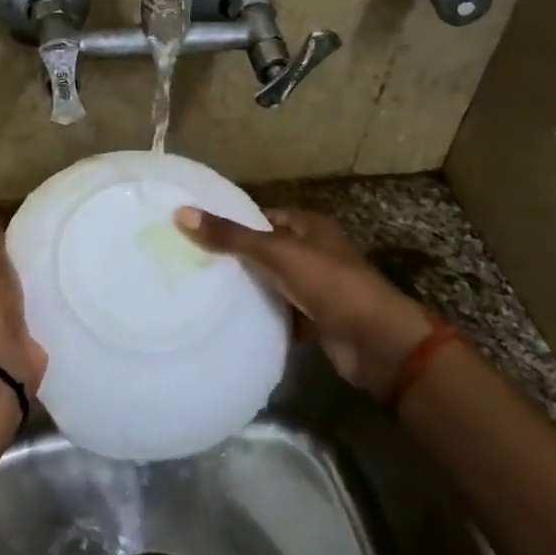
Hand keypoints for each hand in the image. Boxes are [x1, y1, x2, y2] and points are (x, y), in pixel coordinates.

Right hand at [176, 205, 436, 398]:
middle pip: (265, 250)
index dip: (233, 222)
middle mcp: (313, 252)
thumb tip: (181, 213)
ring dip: (247, 288)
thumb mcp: (276, 252)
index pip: (263, 216)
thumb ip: (230, 236)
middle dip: (235, 257)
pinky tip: (229, 320)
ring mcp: (315, 287)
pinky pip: (280, 313)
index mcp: (310, 226)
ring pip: (272, 282)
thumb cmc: (328, 283)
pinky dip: (261, 316)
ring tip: (201, 289)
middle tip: (191, 262)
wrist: (374, 341)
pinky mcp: (314, 319)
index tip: (196, 231)